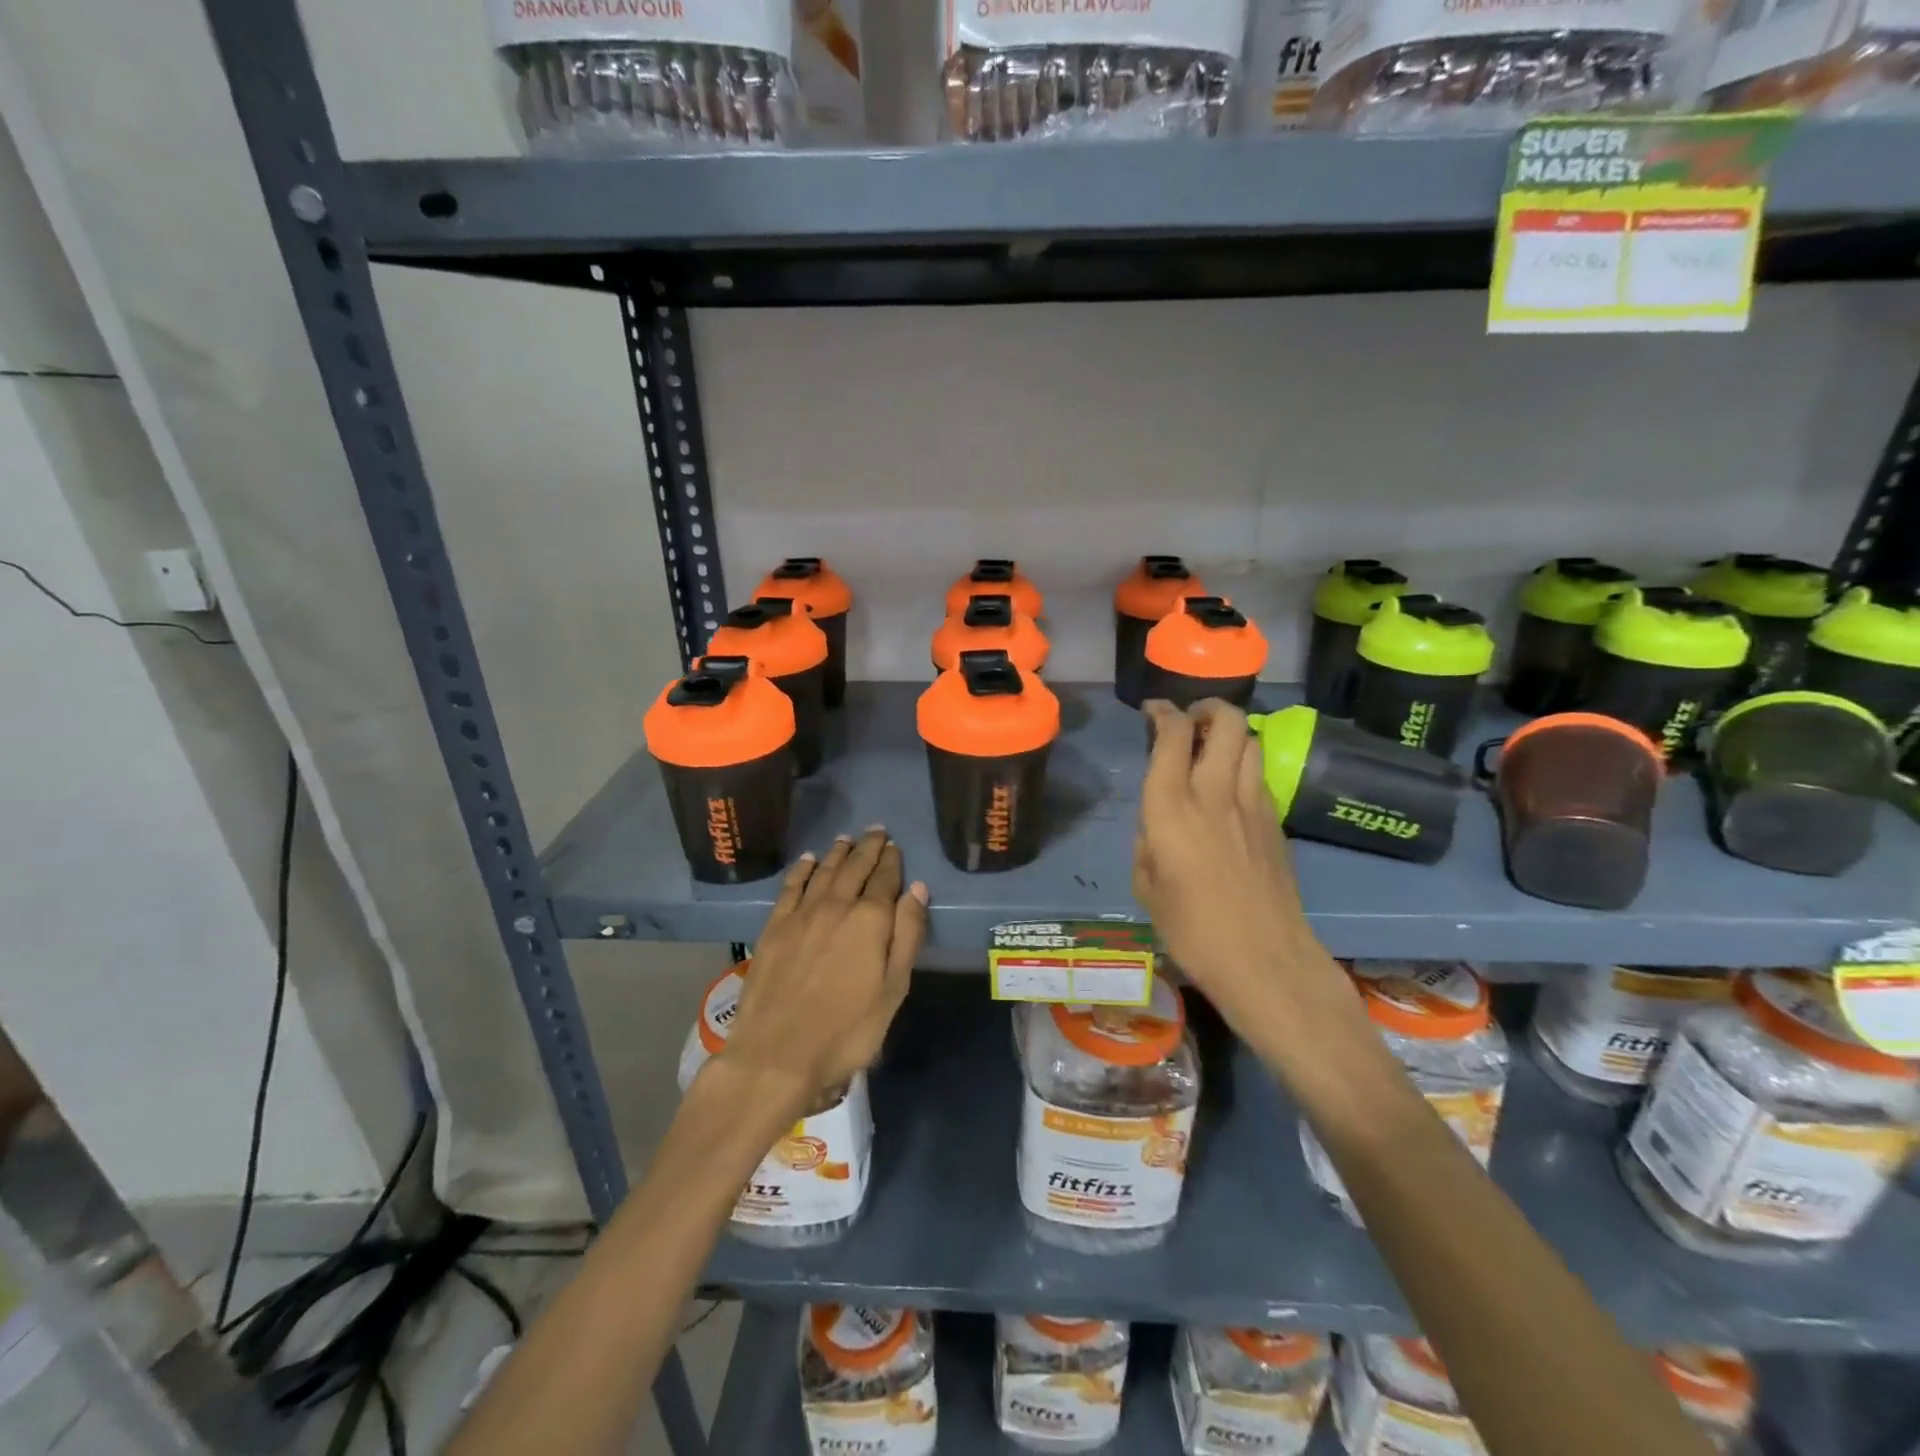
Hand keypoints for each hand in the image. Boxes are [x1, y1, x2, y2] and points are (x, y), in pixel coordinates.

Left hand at [718, 829, 928, 1110]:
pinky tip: (808, 860)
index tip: (895, 846)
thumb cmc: (847, 1030)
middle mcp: (836, 906)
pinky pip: (791, 887)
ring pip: (824, 871)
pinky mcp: (774, 927)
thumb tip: (917, 888)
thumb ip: (907, 935)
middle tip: (876, 830)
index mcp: (870, 920)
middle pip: (855, 868)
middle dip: (868, 847)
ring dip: (838, 852)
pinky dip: (802, 869)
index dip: (892, 861)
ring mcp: (802, 914)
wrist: (777, 1054)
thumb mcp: (893, 989)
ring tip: (847, 838)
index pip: (885, 879)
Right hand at [1134, 700, 1325, 1031]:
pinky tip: (1232, 791)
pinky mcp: (1277, 823)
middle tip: (1192, 720)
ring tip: (1214, 748)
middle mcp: (1215, 792)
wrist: (1265, 960)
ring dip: (1231, 734)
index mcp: (1171, 807)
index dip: (1163, 712)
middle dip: (1208, 708)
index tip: (1154, 711)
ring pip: (1251, 742)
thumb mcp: (1146, 887)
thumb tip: (1158, 824)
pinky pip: (1260, 776)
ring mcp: (1254, 805)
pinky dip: (1245, 767)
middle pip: (1226, 722)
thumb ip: (1148, 842)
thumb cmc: (1191, 930)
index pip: (1173, 734)